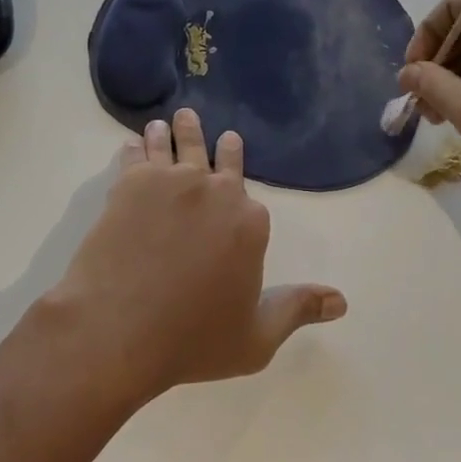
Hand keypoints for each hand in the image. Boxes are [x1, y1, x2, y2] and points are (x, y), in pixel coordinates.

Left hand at [48, 109, 346, 401]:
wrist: (119, 329)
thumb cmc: (192, 340)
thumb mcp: (257, 338)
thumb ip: (298, 309)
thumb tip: (342, 300)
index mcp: (250, 222)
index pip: (252, 201)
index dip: (243, 196)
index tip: (238, 184)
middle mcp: (216, 191)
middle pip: (219, 158)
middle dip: (216, 144)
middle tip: (209, 129)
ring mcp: (173, 181)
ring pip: (178, 144)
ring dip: (175, 132)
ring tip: (169, 121)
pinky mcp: (132, 183)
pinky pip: (138, 154)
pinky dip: (137, 146)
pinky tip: (135, 141)